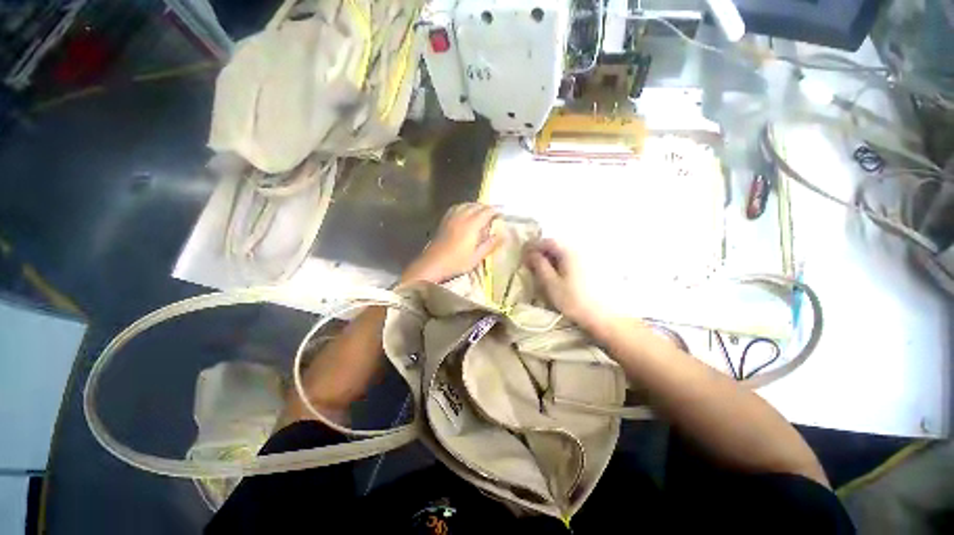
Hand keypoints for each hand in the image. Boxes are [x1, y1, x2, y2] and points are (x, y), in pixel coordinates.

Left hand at [402, 203, 503, 283]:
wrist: (433, 263)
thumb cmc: (457, 262)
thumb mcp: (477, 257)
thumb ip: (490, 245)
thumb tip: (501, 235)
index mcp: (471, 225)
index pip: (486, 212)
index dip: (495, 209)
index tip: (503, 210)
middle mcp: (462, 217)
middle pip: (476, 206)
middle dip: (487, 207)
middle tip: (494, 212)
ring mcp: (451, 218)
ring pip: (466, 205)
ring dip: (476, 205)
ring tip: (482, 211)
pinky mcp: (444, 220)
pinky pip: (456, 207)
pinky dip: (465, 206)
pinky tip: (466, 211)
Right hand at [526, 239, 610, 332]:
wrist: (608, 317)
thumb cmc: (575, 301)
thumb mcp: (552, 284)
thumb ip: (540, 266)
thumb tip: (531, 253)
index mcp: (569, 251)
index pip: (547, 241)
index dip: (533, 246)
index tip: (524, 255)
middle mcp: (582, 248)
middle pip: (558, 244)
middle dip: (544, 251)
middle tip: (533, 262)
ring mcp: (592, 255)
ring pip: (568, 250)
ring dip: (555, 256)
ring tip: (547, 268)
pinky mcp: (599, 264)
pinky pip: (577, 257)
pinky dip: (566, 261)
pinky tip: (563, 272)